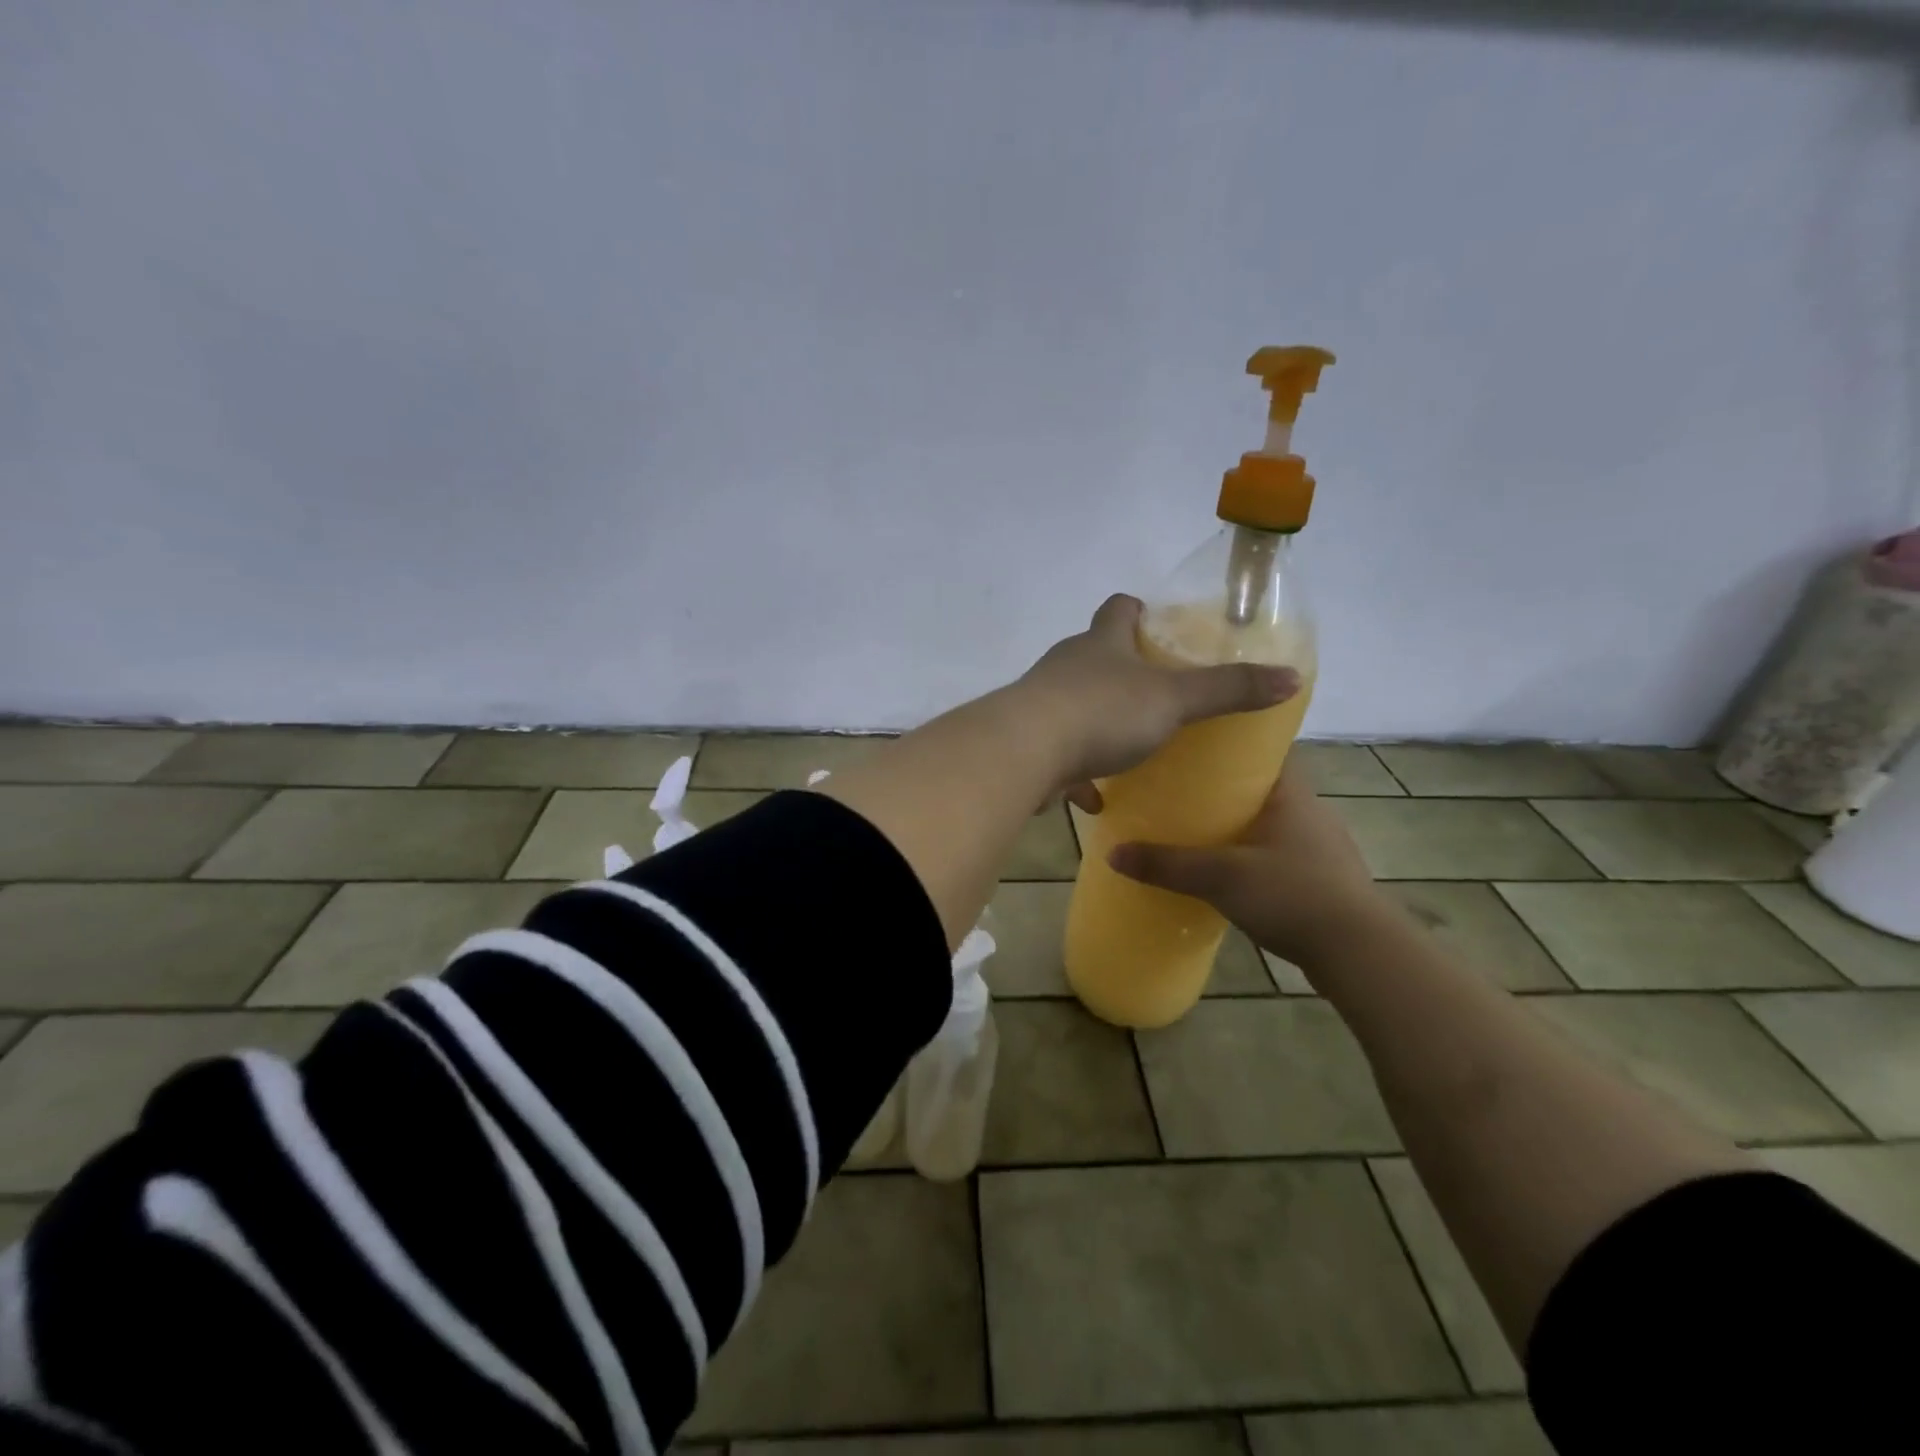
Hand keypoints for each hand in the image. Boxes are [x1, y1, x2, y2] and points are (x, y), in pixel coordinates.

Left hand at [1017, 594, 1299, 803]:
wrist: (1024, 753)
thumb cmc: (1102, 713)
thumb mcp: (1174, 699)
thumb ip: (1228, 690)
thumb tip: (1290, 676)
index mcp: (1101, 643)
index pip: (1120, 608)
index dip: (1140, 611)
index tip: (1159, 625)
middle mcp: (1067, 666)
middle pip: (1096, 656)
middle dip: (1123, 671)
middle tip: (1158, 693)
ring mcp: (1042, 704)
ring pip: (1075, 707)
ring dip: (1099, 724)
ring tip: (1130, 746)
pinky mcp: (1028, 744)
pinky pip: (1059, 756)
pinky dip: (1078, 775)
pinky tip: (1094, 800)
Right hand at [1108, 758, 1391, 967]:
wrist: (1358, 952)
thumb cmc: (1291, 894)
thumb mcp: (1220, 877)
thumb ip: (1168, 864)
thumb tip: (1112, 852)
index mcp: (1290, 793)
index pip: (1261, 750)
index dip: (1228, 746)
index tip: (1191, 748)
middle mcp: (1310, 811)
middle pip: (1260, 788)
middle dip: (1223, 790)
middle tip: (1180, 793)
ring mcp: (1321, 847)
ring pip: (1269, 824)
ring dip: (1239, 826)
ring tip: (1197, 833)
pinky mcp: (1325, 879)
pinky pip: (1279, 854)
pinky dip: (1254, 856)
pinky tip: (1230, 874)